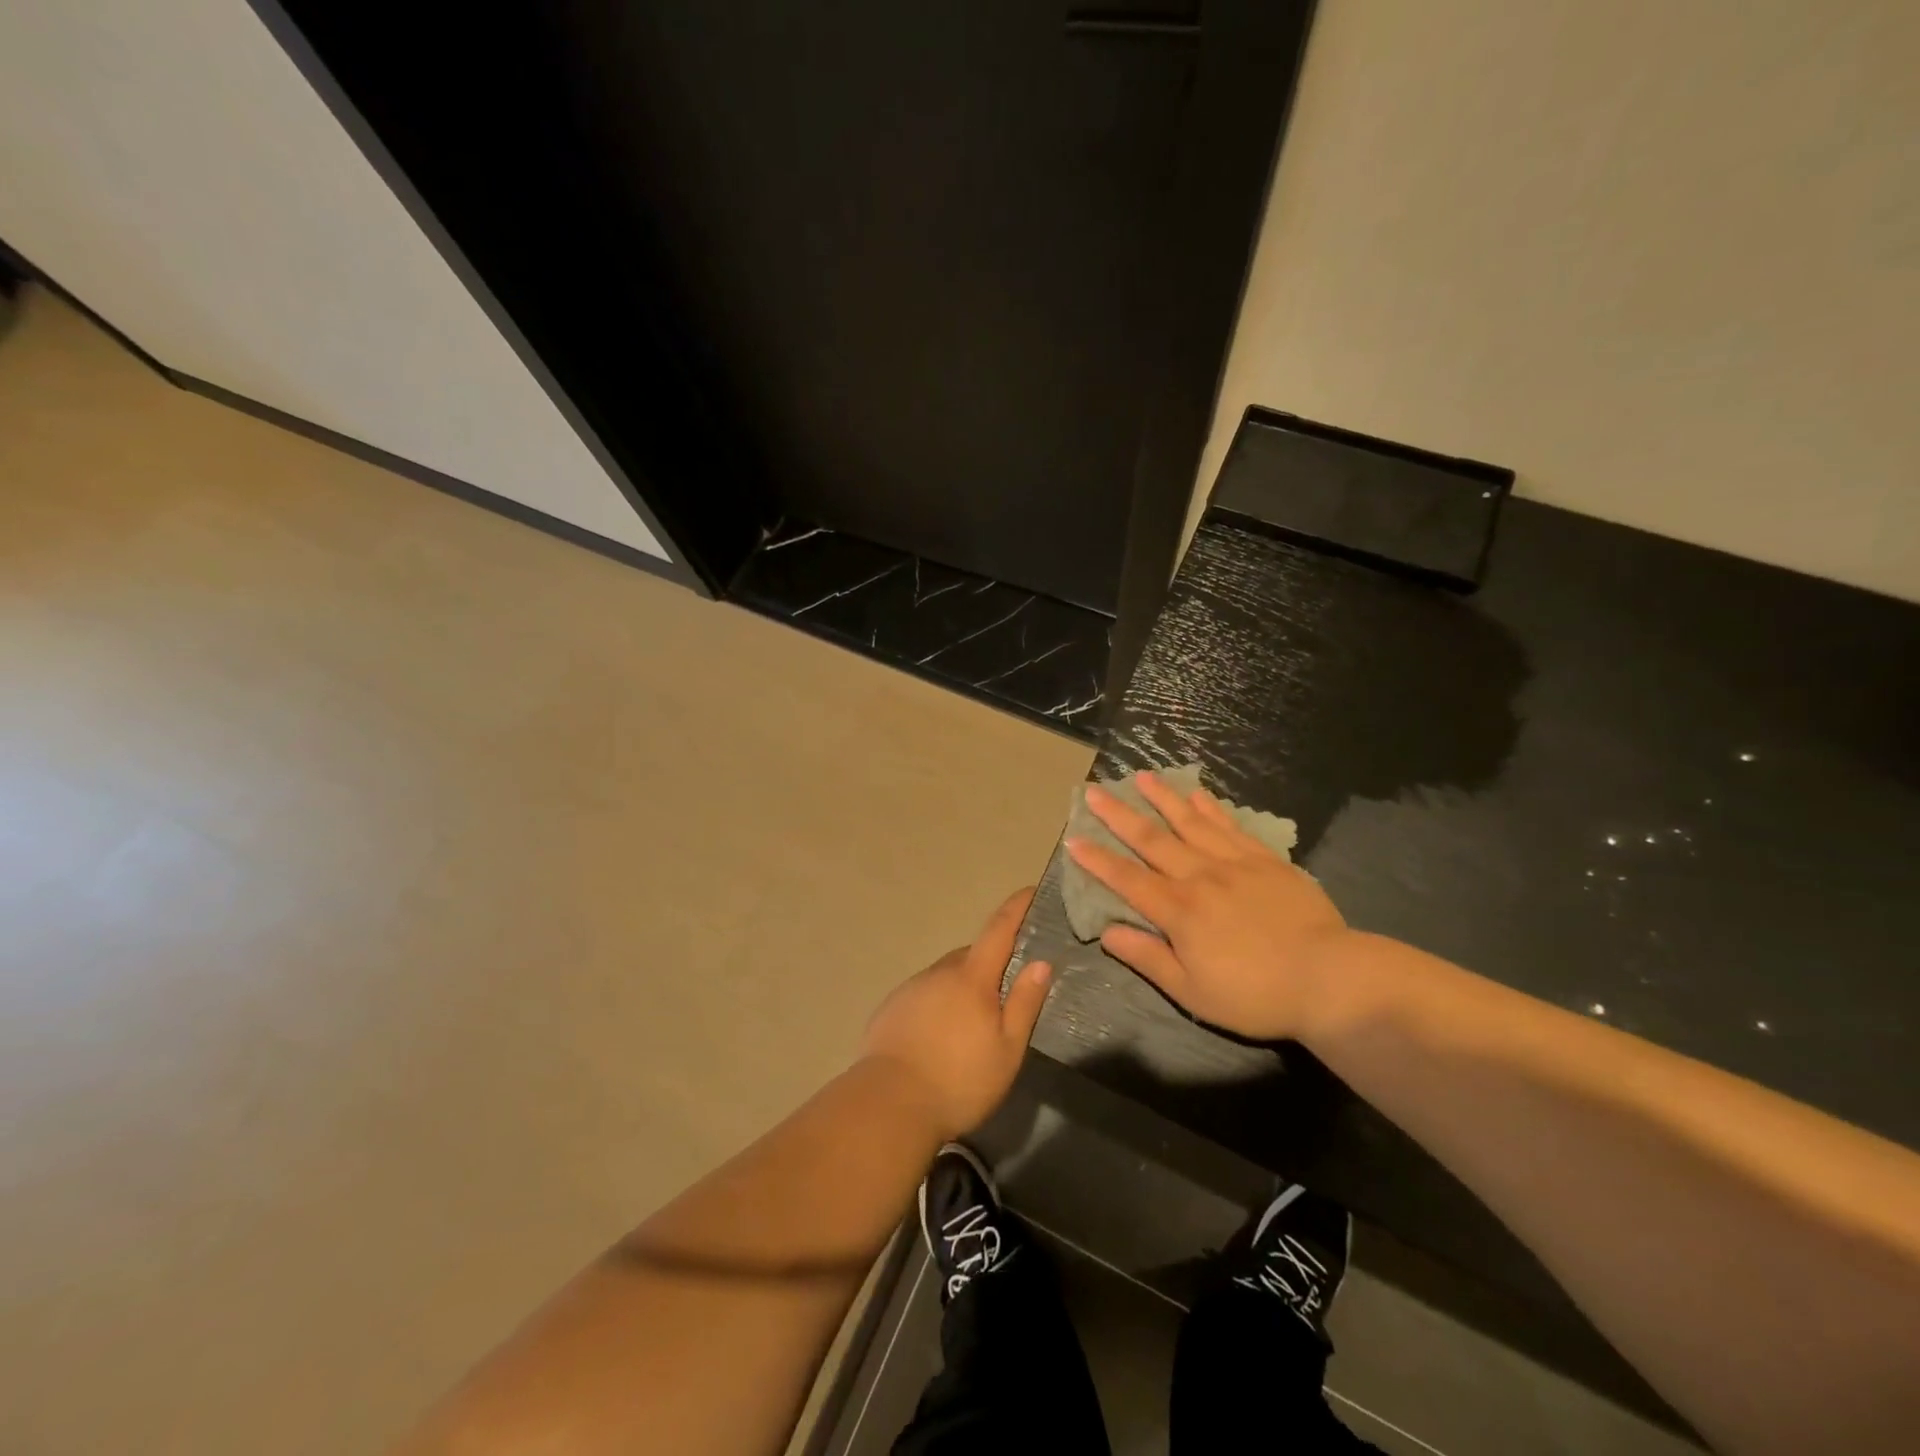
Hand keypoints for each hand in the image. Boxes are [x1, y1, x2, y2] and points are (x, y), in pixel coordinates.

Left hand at [860, 889, 1052, 1141]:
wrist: (889, 1104)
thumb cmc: (959, 1080)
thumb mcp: (1007, 1049)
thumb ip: (1024, 1003)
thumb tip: (1041, 962)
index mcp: (971, 977)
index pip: (998, 929)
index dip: (1016, 908)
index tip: (1030, 890)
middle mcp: (940, 972)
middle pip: (971, 957)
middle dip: (990, 965)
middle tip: (1005, 992)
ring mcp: (911, 988)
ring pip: (945, 977)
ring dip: (961, 988)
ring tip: (970, 1026)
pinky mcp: (890, 1009)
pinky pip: (923, 996)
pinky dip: (937, 1005)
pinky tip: (938, 1037)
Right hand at [1066, 772, 1352, 1039]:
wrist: (1329, 978)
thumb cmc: (1254, 994)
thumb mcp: (1192, 992)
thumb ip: (1148, 958)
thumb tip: (1108, 932)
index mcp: (1178, 910)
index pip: (1127, 879)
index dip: (1097, 860)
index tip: (1073, 839)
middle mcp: (1199, 877)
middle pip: (1152, 840)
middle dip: (1118, 815)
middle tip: (1093, 791)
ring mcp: (1234, 863)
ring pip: (1189, 822)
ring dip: (1161, 798)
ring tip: (1140, 776)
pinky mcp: (1265, 860)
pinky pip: (1230, 826)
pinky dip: (1210, 808)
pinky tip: (1197, 795)